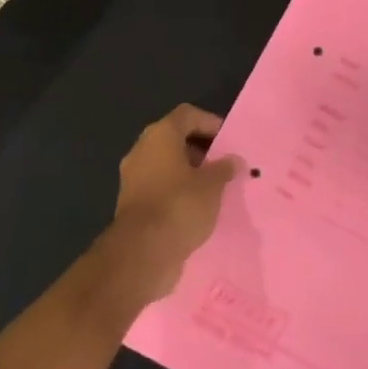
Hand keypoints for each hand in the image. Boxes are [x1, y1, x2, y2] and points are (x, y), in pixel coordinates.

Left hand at [101, 105, 240, 305]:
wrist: (141, 253)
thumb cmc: (180, 206)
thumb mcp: (212, 185)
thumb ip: (224, 168)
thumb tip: (234, 160)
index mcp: (160, 136)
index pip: (187, 115)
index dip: (210, 122)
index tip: (229, 140)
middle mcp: (142, 151)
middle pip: (175, 139)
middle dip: (201, 150)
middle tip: (225, 164)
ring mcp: (134, 178)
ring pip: (167, 165)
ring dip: (190, 173)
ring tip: (216, 188)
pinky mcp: (133, 204)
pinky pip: (161, 188)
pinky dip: (178, 192)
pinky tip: (198, 208)